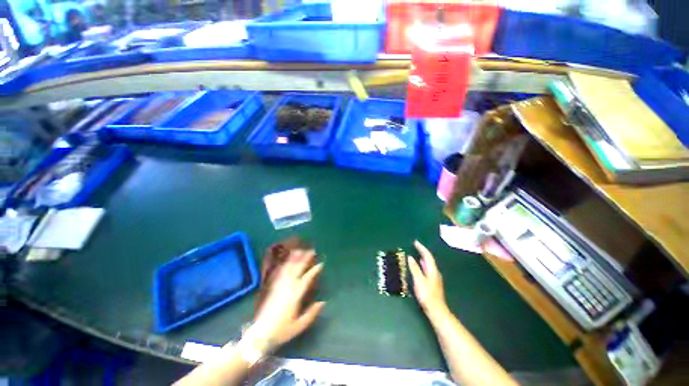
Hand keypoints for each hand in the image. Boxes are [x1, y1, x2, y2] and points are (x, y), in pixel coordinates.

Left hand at [247, 249, 324, 352]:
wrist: (260, 334)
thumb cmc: (281, 331)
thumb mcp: (299, 326)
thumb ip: (311, 313)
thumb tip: (323, 302)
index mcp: (295, 296)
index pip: (306, 279)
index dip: (314, 271)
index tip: (320, 264)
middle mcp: (287, 288)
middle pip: (297, 269)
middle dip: (304, 259)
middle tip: (311, 251)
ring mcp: (279, 286)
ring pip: (288, 268)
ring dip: (294, 258)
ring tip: (299, 250)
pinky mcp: (272, 287)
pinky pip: (279, 273)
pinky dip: (284, 265)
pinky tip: (287, 260)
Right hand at [408, 240, 447, 317]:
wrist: (436, 310)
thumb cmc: (427, 294)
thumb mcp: (419, 280)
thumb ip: (414, 268)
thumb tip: (410, 257)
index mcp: (432, 270)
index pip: (427, 255)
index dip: (421, 248)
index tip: (415, 242)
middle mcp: (435, 271)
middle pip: (429, 258)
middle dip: (422, 251)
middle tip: (415, 245)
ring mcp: (434, 277)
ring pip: (428, 263)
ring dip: (423, 257)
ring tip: (417, 252)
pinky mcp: (432, 282)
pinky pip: (427, 268)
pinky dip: (422, 263)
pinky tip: (420, 265)